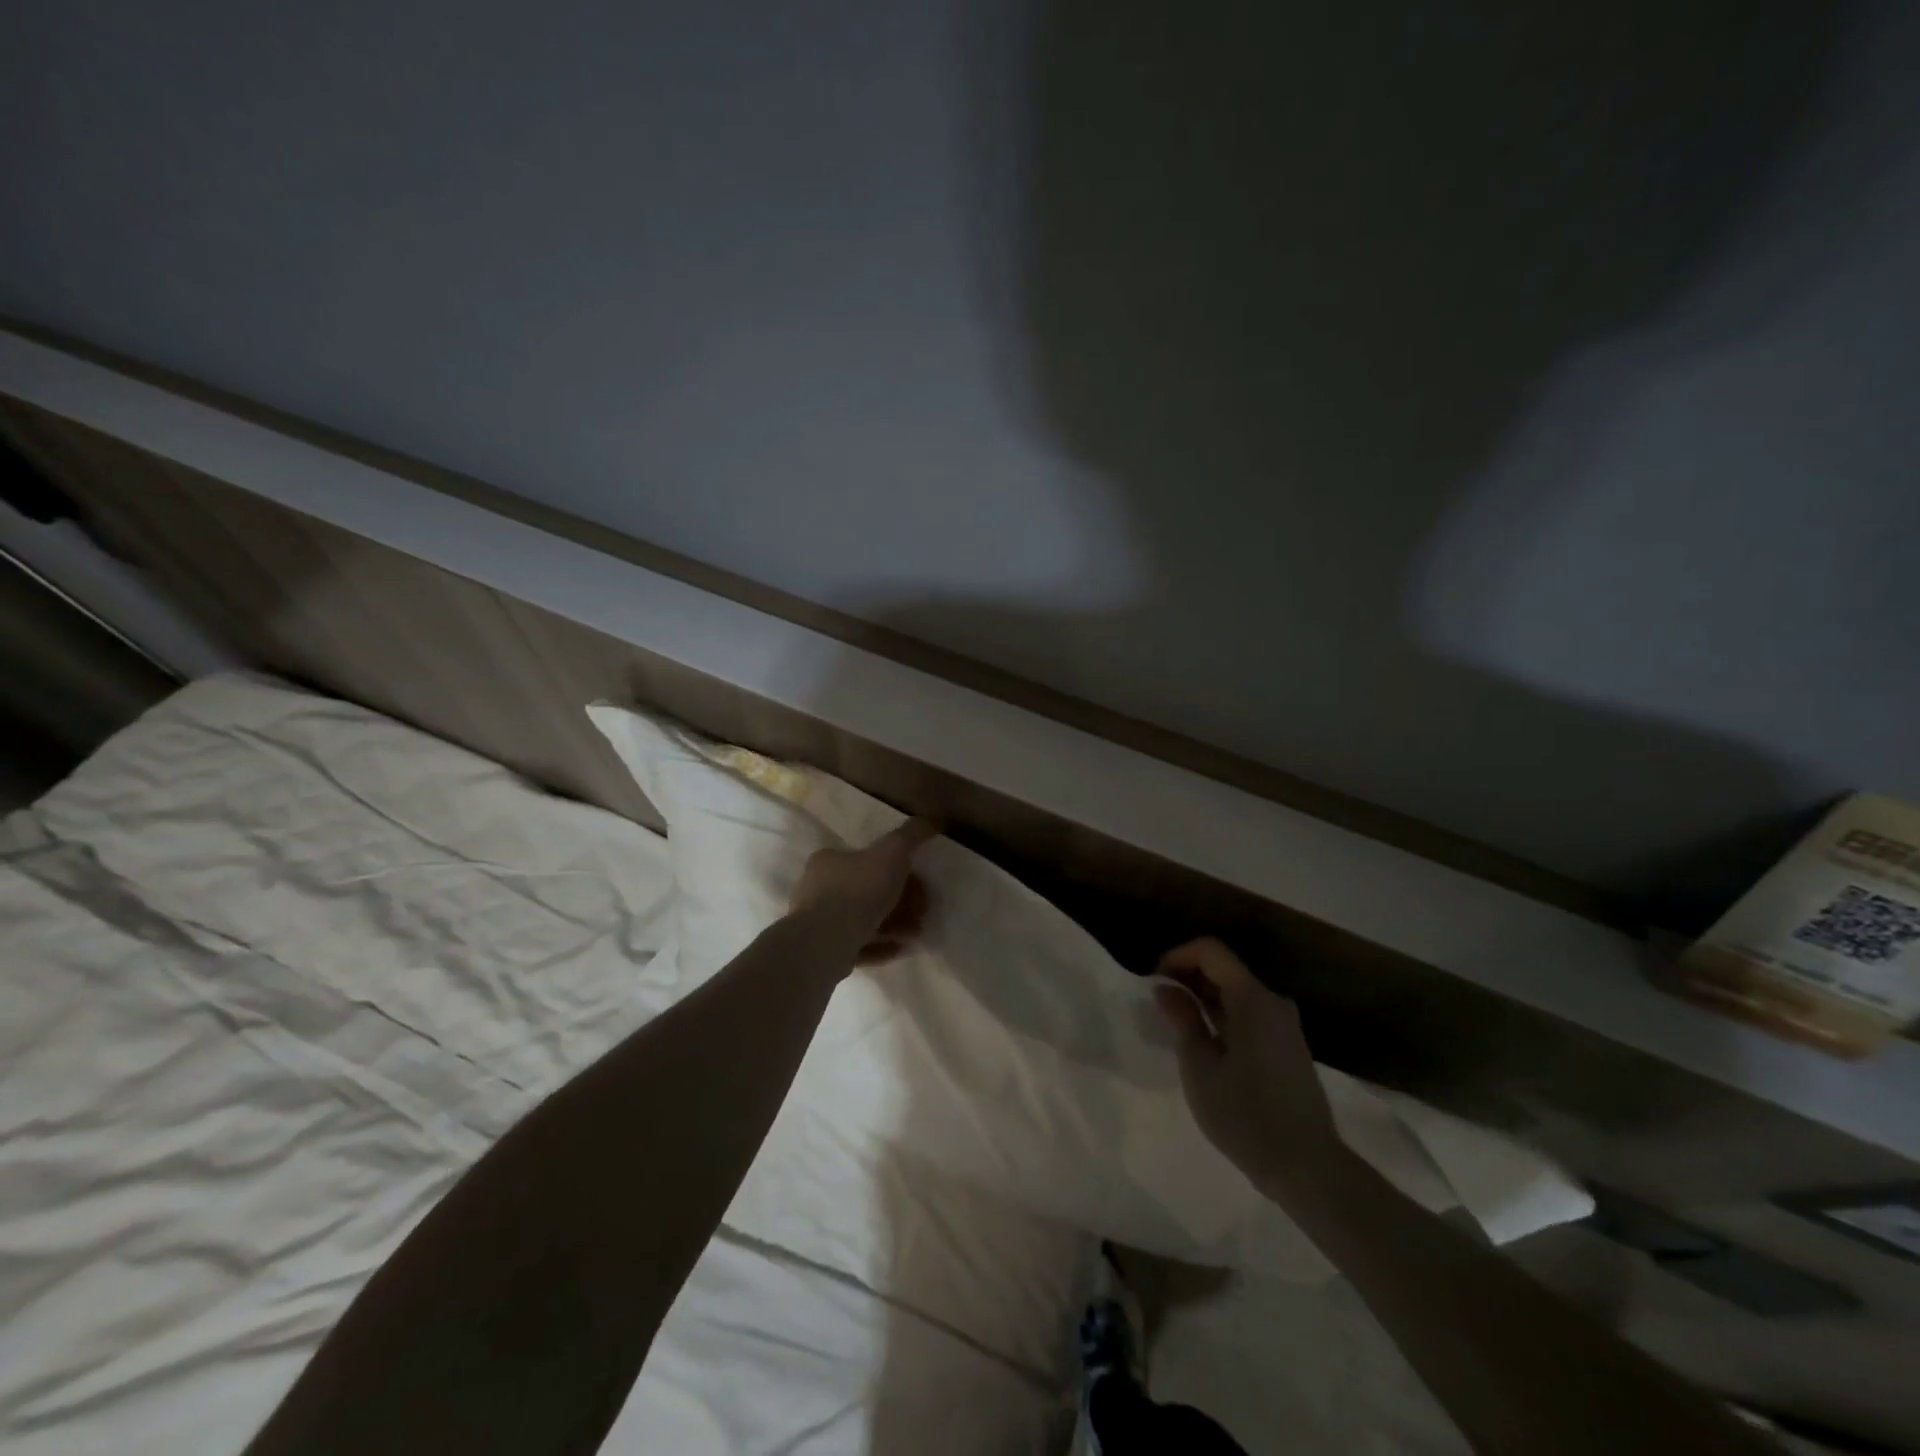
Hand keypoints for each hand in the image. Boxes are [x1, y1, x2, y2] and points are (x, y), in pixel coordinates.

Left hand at [790, 818, 938, 963]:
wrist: (827, 942)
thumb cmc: (859, 890)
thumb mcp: (893, 852)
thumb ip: (911, 835)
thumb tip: (931, 820)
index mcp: (828, 861)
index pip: (865, 860)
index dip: (896, 870)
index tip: (919, 883)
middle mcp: (817, 889)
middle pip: (868, 892)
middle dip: (900, 901)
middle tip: (922, 911)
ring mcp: (817, 922)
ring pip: (864, 920)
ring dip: (894, 925)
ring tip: (916, 934)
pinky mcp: (822, 951)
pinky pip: (857, 945)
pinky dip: (880, 946)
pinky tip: (899, 949)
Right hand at [1154, 938, 1343, 1202]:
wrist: (1307, 1167)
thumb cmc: (1245, 1115)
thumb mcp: (1201, 1067)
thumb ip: (1183, 1020)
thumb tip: (1165, 988)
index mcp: (1253, 998)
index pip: (1211, 952)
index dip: (1177, 955)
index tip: (1152, 978)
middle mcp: (1273, 1002)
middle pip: (1225, 969)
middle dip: (1188, 975)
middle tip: (1157, 998)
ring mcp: (1284, 1025)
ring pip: (1237, 992)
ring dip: (1204, 997)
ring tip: (1175, 1019)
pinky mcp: (1288, 1047)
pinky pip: (1249, 1014)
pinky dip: (1222, 1015)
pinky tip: (1203, 1039)